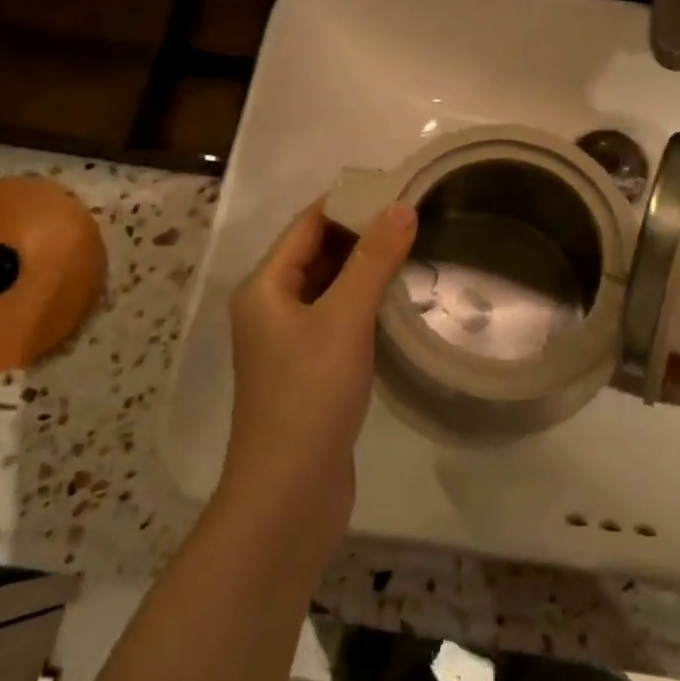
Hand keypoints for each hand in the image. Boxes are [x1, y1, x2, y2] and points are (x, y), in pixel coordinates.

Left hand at [220, 201, 416, 546]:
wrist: (289, 493)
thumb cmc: (310, 395)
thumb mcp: (344, 319)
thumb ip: (373, 261)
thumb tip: (401, 206)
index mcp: (265, 287)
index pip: (307, 225)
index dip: (348, 202)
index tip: (395, 187)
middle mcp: (270, 308)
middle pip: (315, 254)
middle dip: (360, 234)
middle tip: (414, 217)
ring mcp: (287, 342)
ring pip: (328, 288)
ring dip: (363, 269)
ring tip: (414, 250)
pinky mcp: (308, 370)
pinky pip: (336, 319)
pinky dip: (362, 303)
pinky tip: (397, 302)